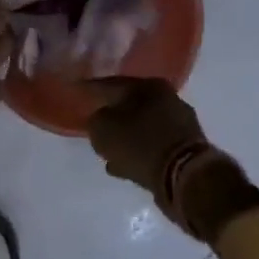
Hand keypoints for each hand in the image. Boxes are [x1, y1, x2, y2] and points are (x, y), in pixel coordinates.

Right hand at [85, 78, 208, 196]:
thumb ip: (95, 119)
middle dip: (111, 115)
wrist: (182, 175)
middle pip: (129, 105)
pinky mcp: (184, 149)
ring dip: (124, 138)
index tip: (75, 90)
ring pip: (141, 127)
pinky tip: (122, 165)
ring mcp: (179, 125)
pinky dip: (136, 154)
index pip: (110, 84)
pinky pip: (151, 147)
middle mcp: (167, 99)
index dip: (89, 88)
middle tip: (92, 122)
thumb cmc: (139, 143)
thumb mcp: (102, 128)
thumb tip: (100, 120)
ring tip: (106, 151)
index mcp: (148, 86)